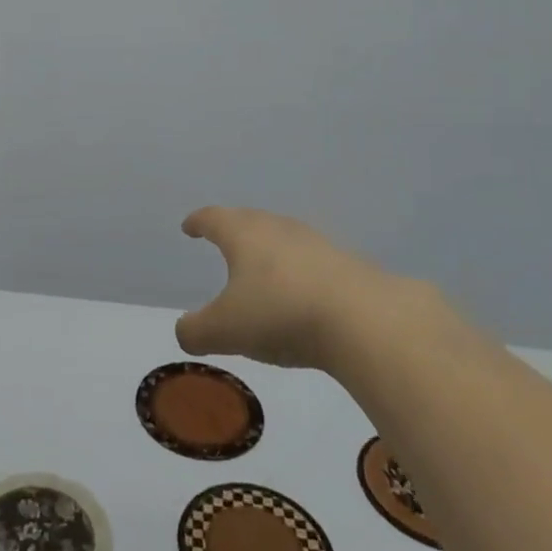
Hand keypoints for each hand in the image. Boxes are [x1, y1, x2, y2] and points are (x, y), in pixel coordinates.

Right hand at [176, 206, 423, 370]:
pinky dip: (300, 273)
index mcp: (244, 235)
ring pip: (285, 239)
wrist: (366, 322)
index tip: (189, 226)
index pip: (214, 219)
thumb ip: (196, 331)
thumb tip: (185, 331)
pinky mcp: (349, 266)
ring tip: (262, 268)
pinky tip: (302, 294)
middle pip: (250, 220)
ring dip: (270, 250)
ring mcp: (318, 244)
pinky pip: (313, 262)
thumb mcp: (225, 331)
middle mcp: (279, 229)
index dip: (198, 222)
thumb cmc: (281, 315)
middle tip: (223, 240)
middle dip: (234, 229)